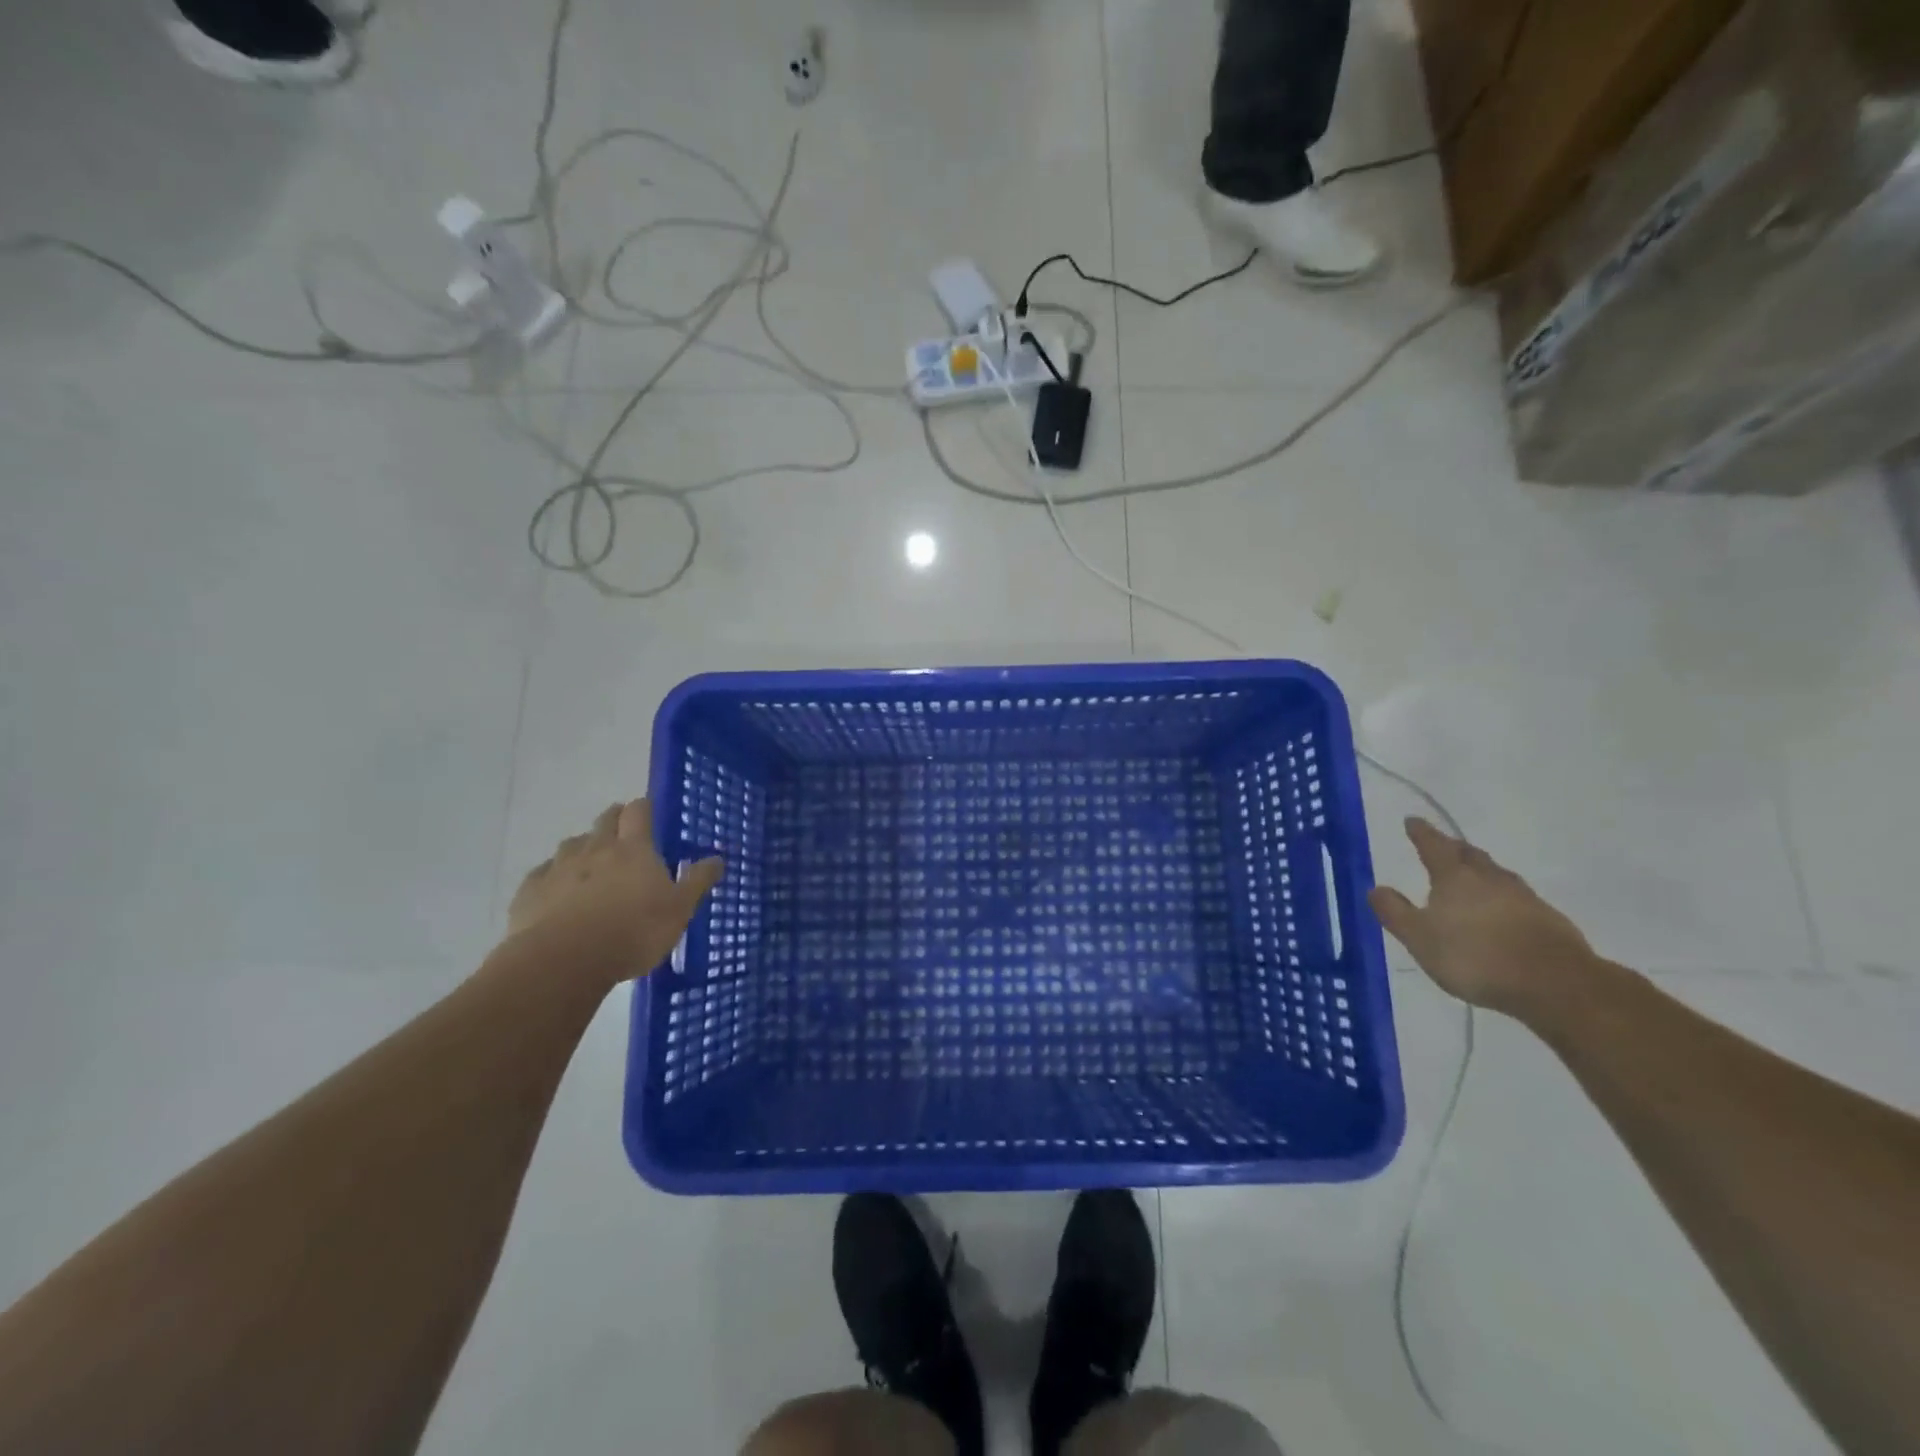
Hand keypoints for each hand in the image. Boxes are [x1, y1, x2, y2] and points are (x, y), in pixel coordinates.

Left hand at [503, 799, 723, 987]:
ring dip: (583, 848)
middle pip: (604, 820)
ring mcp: (559, 867)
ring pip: (572, 844)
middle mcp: (595, 848)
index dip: (643, 808)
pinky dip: (553, 877)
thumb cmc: (633, 932)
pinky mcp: (530, 891)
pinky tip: (557, 893)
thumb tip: (718, 858)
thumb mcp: (679, 911)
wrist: (562, 961)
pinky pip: (543, 874)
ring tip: (591, 866)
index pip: (638, 811)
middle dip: (614, 821)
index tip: (648, 813)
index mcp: (634, 849)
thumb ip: (697, 882)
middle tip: (623, 834)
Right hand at [1368, 818, 1592, 1015]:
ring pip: (1496, 874)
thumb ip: (1395, 912)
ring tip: (1472, 875)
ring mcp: (1524, 898)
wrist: (1555, 984)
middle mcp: (1490, 879)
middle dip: (1453, 848)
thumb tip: (1375, 888)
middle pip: (1469, 855)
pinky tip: (1502, 911)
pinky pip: (1518, 898)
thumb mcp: (1419, 938)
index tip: (1412, 821)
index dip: (1421, 833)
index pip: (1434, 846)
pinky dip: (1503, 897)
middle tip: (1442, 844)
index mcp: (1455, 878)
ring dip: (1481, 870)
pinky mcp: (1548, 920)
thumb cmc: (1475, 957)